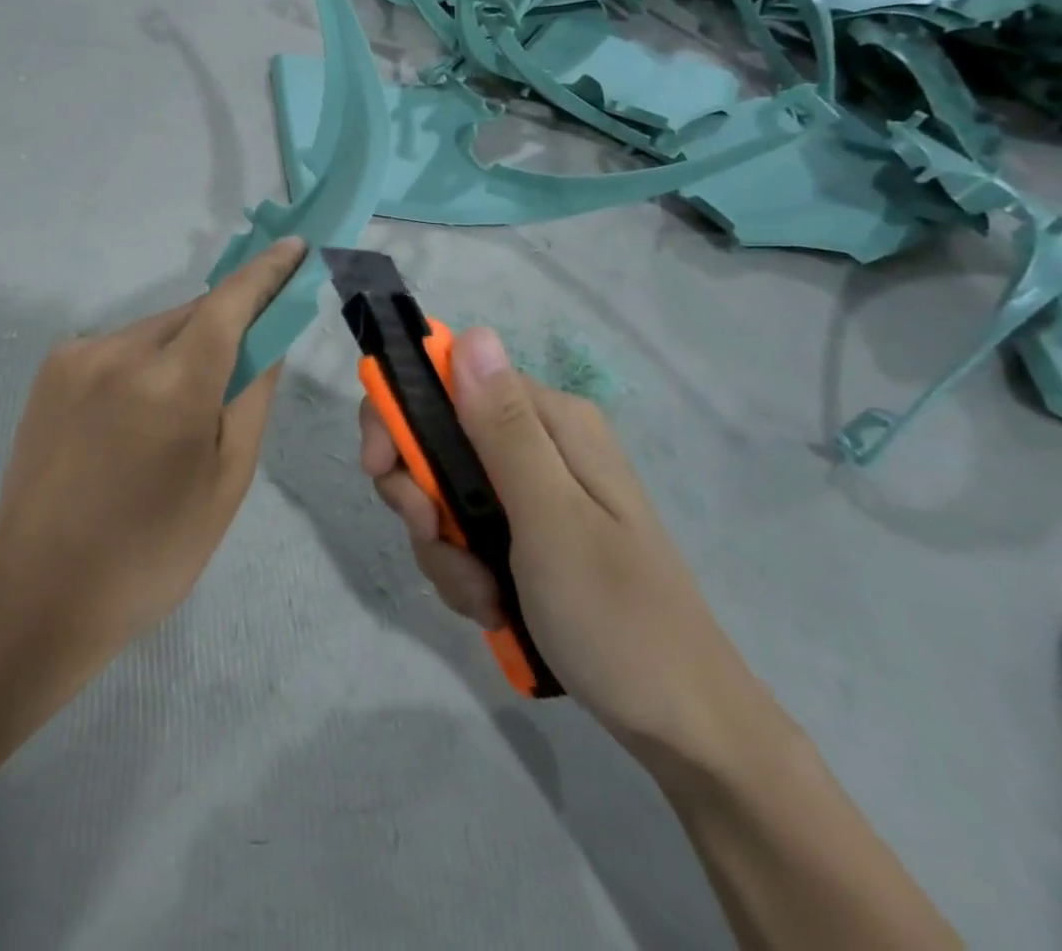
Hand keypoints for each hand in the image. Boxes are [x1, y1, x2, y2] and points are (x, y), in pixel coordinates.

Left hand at [0, 238, 305, 672]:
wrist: (39, 591)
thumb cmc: (152, 550)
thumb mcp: (226, 480)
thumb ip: (253, 395)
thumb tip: (270, 336)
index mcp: (172, 384)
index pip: (231, 302)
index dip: (267, 272)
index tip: (295, 248)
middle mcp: (120, 351)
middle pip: (193, 314)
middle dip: (225, 325)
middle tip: (242, 363)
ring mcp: (78, 355)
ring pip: (155, 329)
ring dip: (182, 347)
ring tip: (177, 413)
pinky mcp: (52, 367)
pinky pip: (119, 346)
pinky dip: (143, 363)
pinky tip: (133, 417)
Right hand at [359, 327, 769, 769]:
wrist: (682, 727)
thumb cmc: (618, 619)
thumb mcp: (551, 520)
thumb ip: (503, 429)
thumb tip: (471, 333)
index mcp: (552, 423)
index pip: (449, 381)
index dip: (401, 416)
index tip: (379, 469)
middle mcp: (539, 445)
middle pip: (437, 440)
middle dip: (421, 496)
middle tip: (432, 537)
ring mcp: (532, 493)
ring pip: (444, 495)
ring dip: (443, 548)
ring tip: (482, 596)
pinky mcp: (527, 536)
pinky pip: (464, 535)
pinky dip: (462, 571)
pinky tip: (491, 606)